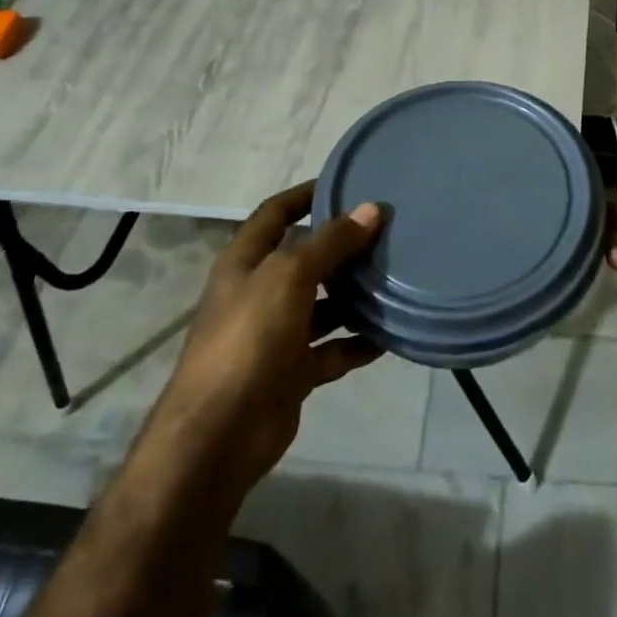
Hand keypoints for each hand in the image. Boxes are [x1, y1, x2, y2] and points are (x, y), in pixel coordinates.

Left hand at [171, 183, 384, 497]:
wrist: (219, 434)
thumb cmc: (248, 338)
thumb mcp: (289, 276)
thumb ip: (331, 242)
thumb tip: (371, 209)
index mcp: (245, 263)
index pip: (274, 214)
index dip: (304, 195)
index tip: (344, 182)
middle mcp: (259, 293)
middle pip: (304, 259)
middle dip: (341, 247)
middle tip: (387, 232)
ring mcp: (276, 335)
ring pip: (322, 306)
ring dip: (354, 296)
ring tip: (396, 278)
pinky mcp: (292, 372)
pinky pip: (332, 350)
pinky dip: (357, 342)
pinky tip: (389, 335)